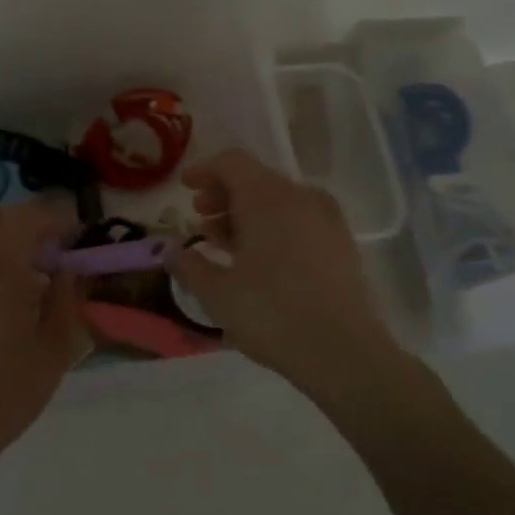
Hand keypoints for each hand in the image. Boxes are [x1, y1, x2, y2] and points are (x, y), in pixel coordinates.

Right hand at [167, 149, 400, 396]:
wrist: (344, 352)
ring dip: (246, 214)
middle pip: (255, 180)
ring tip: (224, 244)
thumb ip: (189, 265)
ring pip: (278, 201)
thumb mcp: (217, 293)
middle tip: (200, 220)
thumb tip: (170, 251)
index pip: (232, 163)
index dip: (204, 170)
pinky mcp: (341, 244)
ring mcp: (327, 219)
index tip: (184, 187)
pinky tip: (258, 260)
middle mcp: (300, 197)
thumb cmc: (272, 314)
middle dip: (223, 195)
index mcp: (268, 197)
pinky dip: (273, 227)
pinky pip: (298, 220)